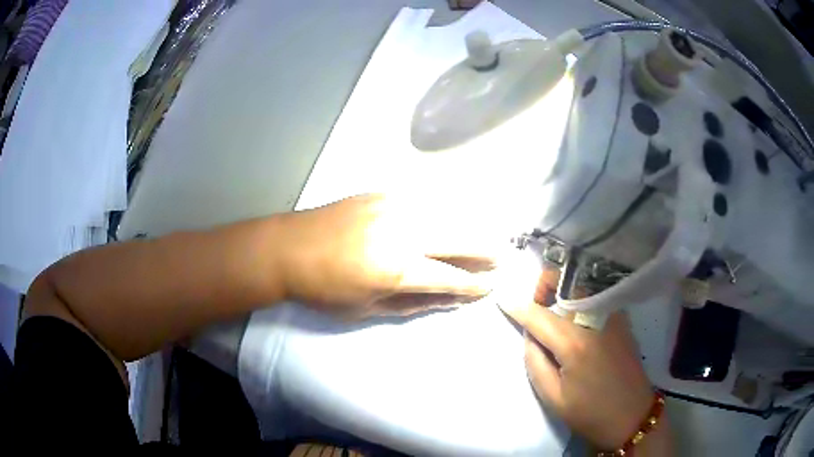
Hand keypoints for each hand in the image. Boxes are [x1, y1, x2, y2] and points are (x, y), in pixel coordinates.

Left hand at [276, 194, 503, 319]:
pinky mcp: (380, 194)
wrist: (286, 248)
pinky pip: (422, 200)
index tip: (490, 287)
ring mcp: (391, 207)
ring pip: (444, 214)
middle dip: (483, 249)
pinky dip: (442, 210)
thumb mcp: (366, 309)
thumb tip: (450, 299)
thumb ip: (413, 303)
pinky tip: (451, 215)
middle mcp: (401, 233)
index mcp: (395, 269)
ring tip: (485, 236)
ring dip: (469, 226)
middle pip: (457, 239)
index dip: (472, 285)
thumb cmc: (323, 290)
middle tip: (501, 256)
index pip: (449, 278)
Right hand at [501, 269, 656, 449]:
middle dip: (545, 283)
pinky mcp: (622, 320)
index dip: (518, 306)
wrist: (632, 415)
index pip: (539, 315)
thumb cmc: (589, 412)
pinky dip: (581, 296)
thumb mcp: (553, 397)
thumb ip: (535, 361)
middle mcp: (595, 321)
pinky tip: (576, 313)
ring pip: (583, 285)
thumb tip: (530, 334)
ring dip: (564, 287)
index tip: (502, 296)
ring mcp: (613, 317)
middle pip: (566, 285)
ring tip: (553, 305)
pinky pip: (597, 297)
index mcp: (574, 344)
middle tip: (534, 300)